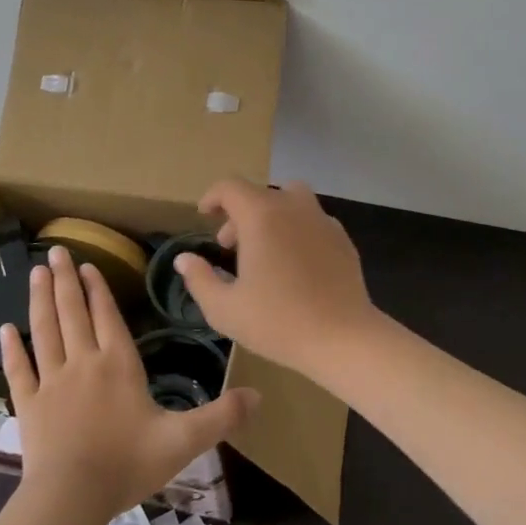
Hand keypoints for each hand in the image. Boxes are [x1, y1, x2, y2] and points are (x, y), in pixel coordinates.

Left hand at [3, 247, 258, 522]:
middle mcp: (83, 362)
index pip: (107, 316)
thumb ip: (221, 416)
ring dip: (41, 300)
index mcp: (118, 364)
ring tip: (36, 273)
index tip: (89, 264)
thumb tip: (259, 395)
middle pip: (73, 313)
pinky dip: (12, 349)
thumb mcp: (183, 440)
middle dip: (66, 280)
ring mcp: (52, 382)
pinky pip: (20, 370)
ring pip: (45, 331)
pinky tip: (4, 329)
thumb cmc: (127, 463)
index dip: (98, 289)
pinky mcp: (29, 406)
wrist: (71, 498)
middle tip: (55, 251)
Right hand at [173, 179, 379, 379]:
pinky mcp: (341, 236)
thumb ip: (199, 279)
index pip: (230, 187)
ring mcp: (321, 219)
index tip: (204, 215)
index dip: (213, 197)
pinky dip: (296, 228)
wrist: (342, 337)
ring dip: (271, 214)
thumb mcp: (225, 309)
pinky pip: (312, 219)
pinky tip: (295, 261)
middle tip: (229, 246)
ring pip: (290, 199)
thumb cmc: (278, 322)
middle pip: (259, 193)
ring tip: (264, 247)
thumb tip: (184, 259)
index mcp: (261, 216)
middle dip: (239, 213)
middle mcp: (292, 207)